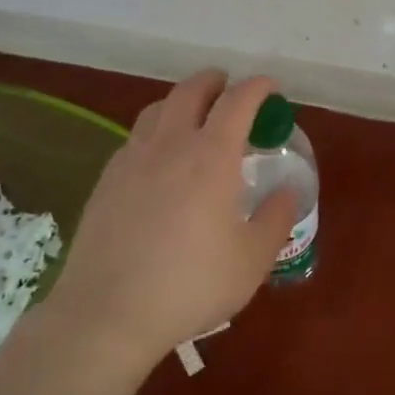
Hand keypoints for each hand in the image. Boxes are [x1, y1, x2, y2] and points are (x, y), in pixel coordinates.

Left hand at [40, 71, 296, 369]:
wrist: (108, 313)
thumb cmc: (191, 285)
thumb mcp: (252, 259)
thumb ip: (275, 219)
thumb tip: (288, 192)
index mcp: (211, 156)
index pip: (238, 101)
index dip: (258, 87)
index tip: (271, 87)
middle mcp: (170, 145)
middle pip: (191, 91)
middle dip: (215, 81)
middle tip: (230, 90)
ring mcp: (132, 159)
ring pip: (157, 109)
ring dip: (182, 101)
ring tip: (194, 117)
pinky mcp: (106, 180)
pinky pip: (135, 137)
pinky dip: (155, 130)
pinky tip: (159, 158)